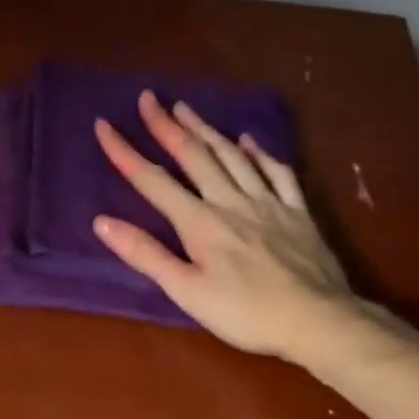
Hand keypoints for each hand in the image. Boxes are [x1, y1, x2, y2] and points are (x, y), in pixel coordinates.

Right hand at [93, 91, 359, 357]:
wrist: (316, 320)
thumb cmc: (244, 313)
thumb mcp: (186, 291)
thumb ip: (145, 254)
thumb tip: (102, 222)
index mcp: (200, 222)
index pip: (152, 180)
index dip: (125, 152)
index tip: (104, 125)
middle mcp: (230, 201)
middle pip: (194, 156)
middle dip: (167, 125)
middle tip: (148, 98)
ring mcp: (268, 203)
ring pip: (232, 156)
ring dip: (206, 129)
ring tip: (186, 108)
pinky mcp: (297, 212)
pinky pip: (277, 172)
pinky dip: (259, 153)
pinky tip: (248, 141)